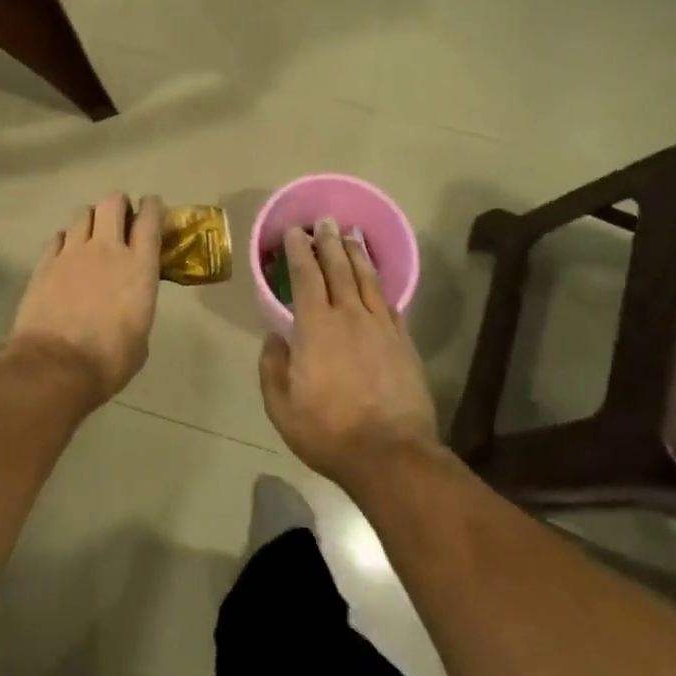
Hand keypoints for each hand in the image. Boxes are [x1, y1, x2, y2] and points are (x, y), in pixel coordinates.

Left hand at [4, 192, 164, 406]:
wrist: (54, 367)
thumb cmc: (108, 360)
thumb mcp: (140, 335)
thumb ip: (138, 306)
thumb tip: (131, 305)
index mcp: (138, 266)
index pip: (149, 218)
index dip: (153, 207)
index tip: (153, 209)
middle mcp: (106, 249)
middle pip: (112, 202)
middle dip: (119, 204)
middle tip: (121, 220)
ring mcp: (72, 253)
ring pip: (83, 214)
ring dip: (92, 220)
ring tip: (92, 236)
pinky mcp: (45, 263)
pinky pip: (59, 237)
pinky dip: (67, 240)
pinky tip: (67, 255)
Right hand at [259, 218, 438, 488]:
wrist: (390, 454)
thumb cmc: (328, 431)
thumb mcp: (281, 407)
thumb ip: (272, 367)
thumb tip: (274, 338)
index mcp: (315, 326)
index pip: (305, 276)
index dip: (299, 250)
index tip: (295, 231)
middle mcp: (348, 316)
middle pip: (338, 268)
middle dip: (330, 241)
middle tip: (325, 221)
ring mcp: (380, 327)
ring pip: (367, 279)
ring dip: (357, 254)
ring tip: (352, 235)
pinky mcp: (403, 343)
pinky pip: (389, 304)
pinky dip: (380, 286)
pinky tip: (377, 280)